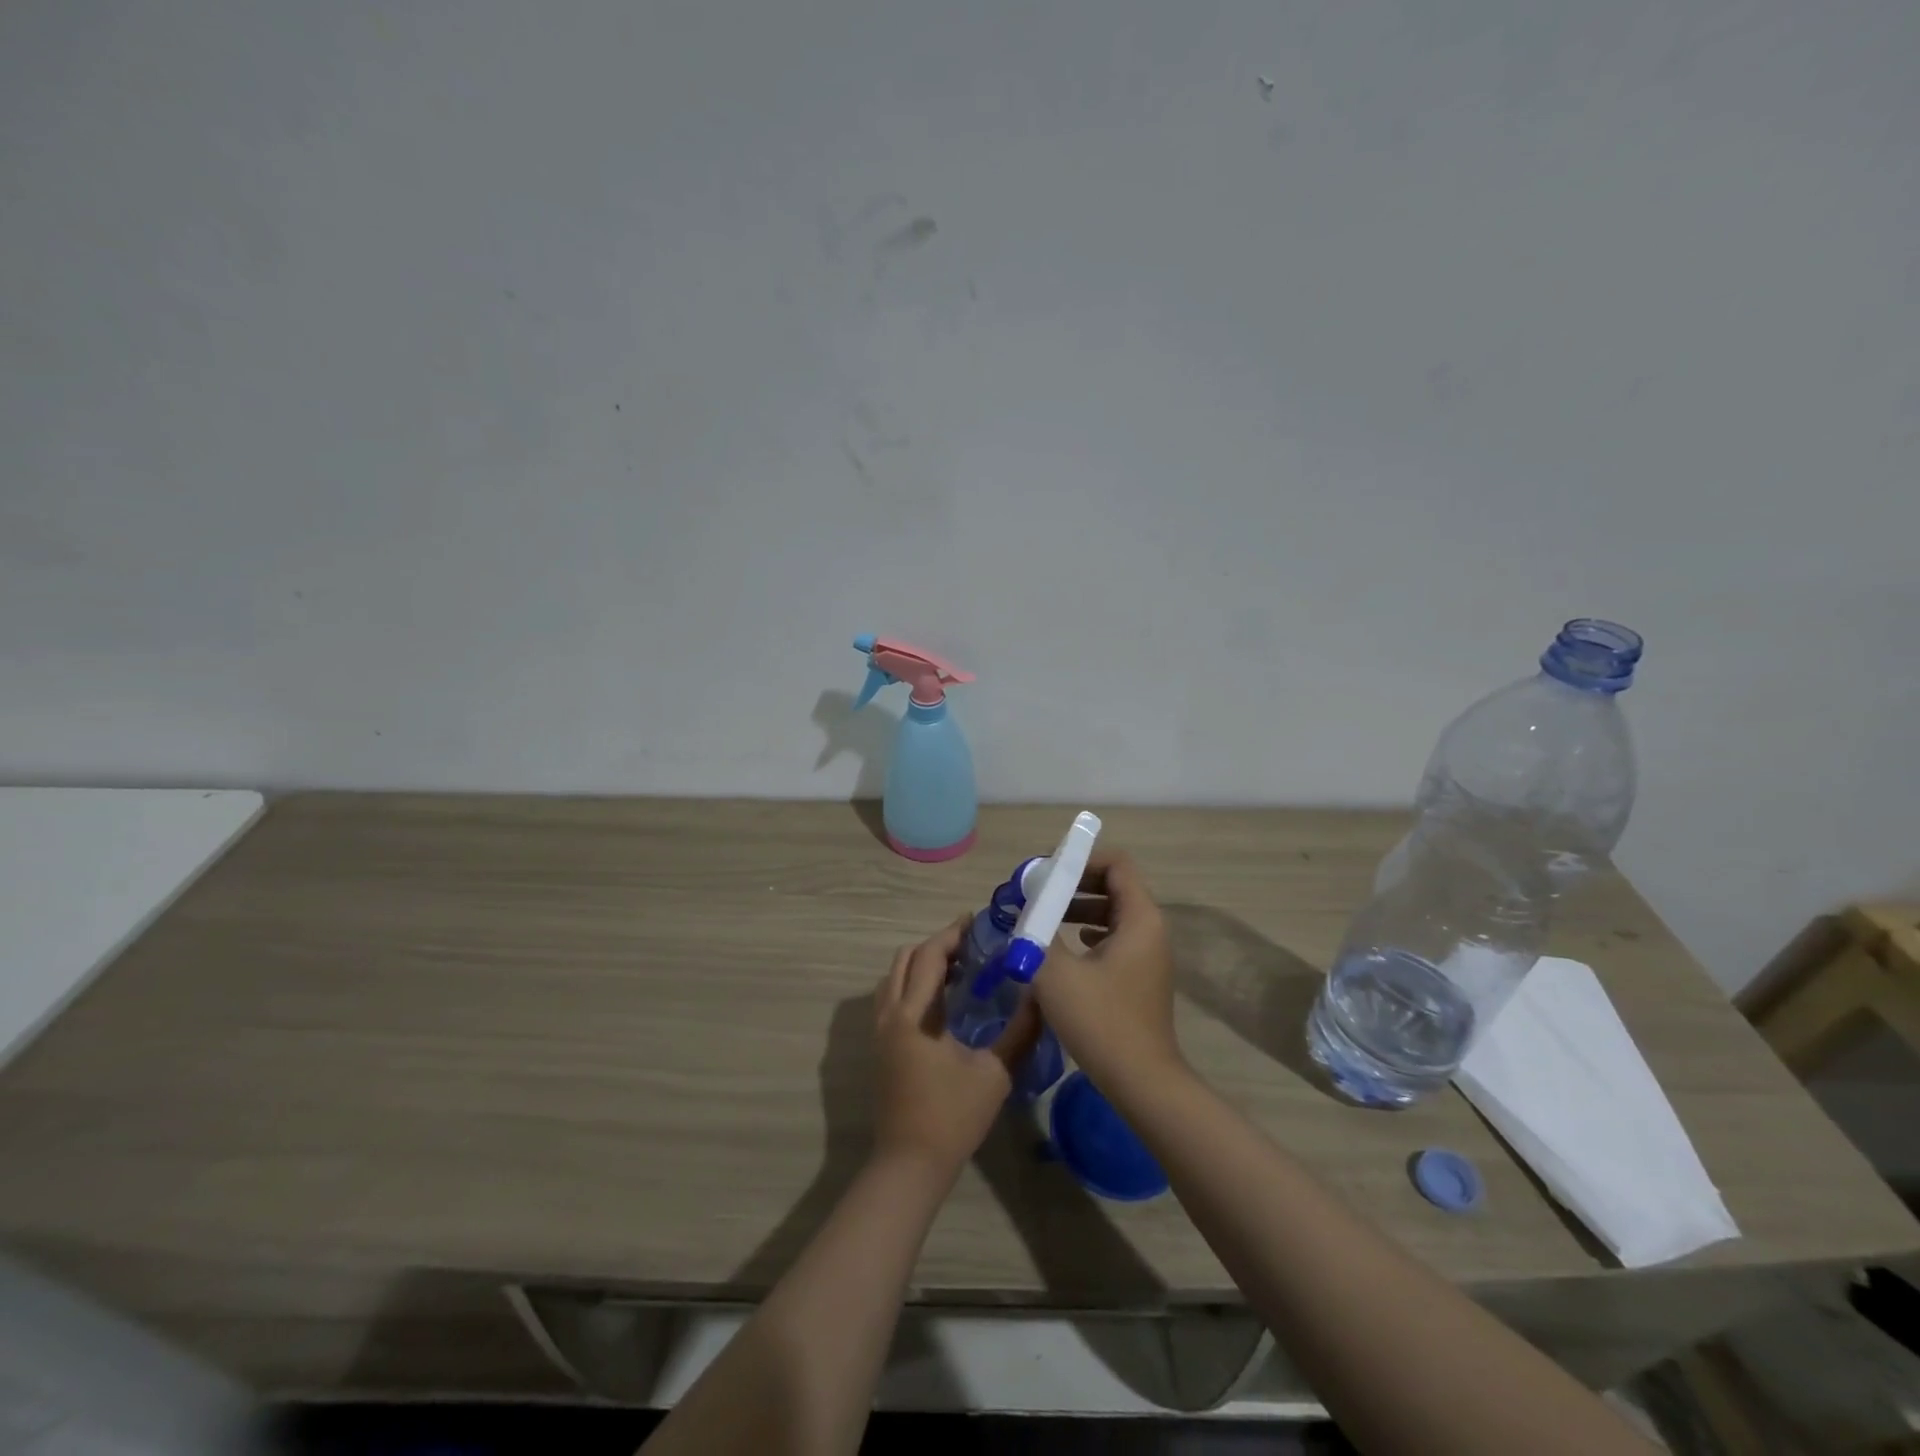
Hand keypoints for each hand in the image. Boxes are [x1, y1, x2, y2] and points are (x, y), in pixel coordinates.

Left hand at [871, 916, 1040, 1180]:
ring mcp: (880, 1031)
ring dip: (922, 963)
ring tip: (959, 969)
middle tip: (972, 946)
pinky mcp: (881, 1046)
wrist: (909, 1164)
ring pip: (895, 977)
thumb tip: (1042, 998)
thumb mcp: (994, 1074)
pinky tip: (942, 1001)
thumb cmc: (952, 1117)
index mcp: (914, 1014)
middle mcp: (890, 1014)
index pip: (929, 955)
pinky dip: (913, 984)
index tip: (977, 922)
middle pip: (906, 958)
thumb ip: (1019, 1033)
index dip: (952, 933)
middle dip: (937, 944)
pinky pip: (892, 996)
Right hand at [1033, 850, 1183, 1090]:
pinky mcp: (1139, 976)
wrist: (1142, 1082)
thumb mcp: (1057, 973)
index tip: (1046, 871)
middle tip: (1037, 892)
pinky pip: (1113, 938)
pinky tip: (1064, 947)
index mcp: (1140, 918)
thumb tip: (1022, 910)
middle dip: (1073, 883)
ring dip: (1077, 908)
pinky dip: (1087, 933)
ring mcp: (1147, 954)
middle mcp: (1150, 929)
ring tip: (1042, 917)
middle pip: (1113, 885)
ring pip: (1111, 913)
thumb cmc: (1102, 1021)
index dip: (1080, 859)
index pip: (1116, 863)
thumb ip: (1036, 934)